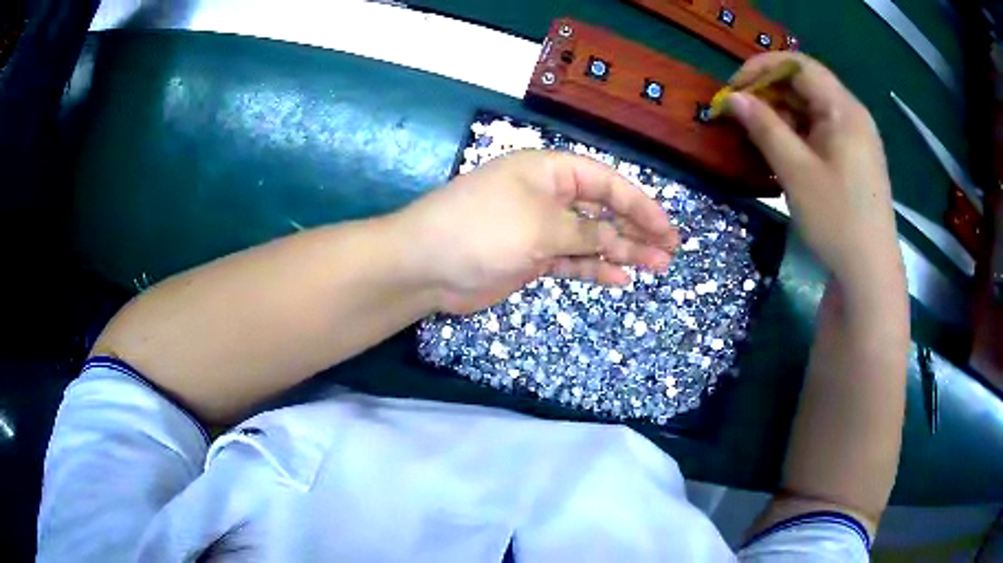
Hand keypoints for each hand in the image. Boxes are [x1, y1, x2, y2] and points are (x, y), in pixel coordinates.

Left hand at [395, 150, 678, 314]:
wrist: (426, 265)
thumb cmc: (483, 229)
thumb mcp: (541, 226)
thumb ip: (585, 232)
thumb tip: (617, 239)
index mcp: (549, 171)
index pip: (605, 181)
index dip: (639, 204)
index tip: (665, 228)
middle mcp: (548, 195)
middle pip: (603, 209)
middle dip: (637, 228)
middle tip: (669, 250)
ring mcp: (540, 228)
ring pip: (591, 237)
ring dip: (623, 251)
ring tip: (656, 266)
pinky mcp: (532, 258)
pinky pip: (572, 260)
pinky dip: (595, 268)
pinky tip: (621, 278)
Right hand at [725, 53, 902, 285]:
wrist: (870, 274)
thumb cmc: (837, 220)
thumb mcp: (796, 171)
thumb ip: (764, 127)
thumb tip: (732, 97)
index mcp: (843, 109)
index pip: (797, 64)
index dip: (760, 69)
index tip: (733, 90)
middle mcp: (852, 115)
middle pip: (805, 85)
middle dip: (768, 94)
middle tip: (740, 117)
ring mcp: (856, 138)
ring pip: (811, 110)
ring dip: (781, 117)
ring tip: (756, 138)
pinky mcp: (854, 159)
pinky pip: (821, 132)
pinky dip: (797, 135)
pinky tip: (782, 155)